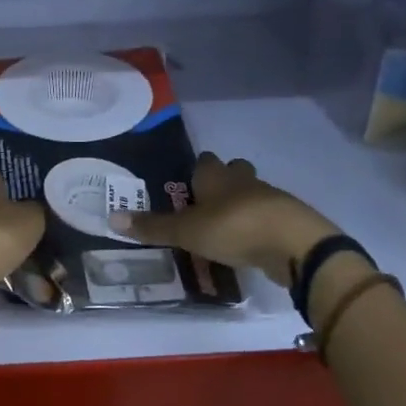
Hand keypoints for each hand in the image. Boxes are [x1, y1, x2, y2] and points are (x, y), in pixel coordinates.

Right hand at [108, 152, 342, 285]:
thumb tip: (111, 218)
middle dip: (222, 182)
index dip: (197, 169)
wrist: (295, 244)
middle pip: (234, 171)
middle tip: (205, 203)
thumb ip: (153, 227)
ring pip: (252, 193)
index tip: (187, 182)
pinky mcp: (288, 221)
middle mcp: (243, 181)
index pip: (205, 161)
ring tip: (224, 227)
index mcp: (217, 176)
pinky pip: (268, 217)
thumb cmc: (234, 227)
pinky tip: (248, 243)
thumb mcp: (186, 231)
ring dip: (241, 204)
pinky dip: (258, 226)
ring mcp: (270, 199)